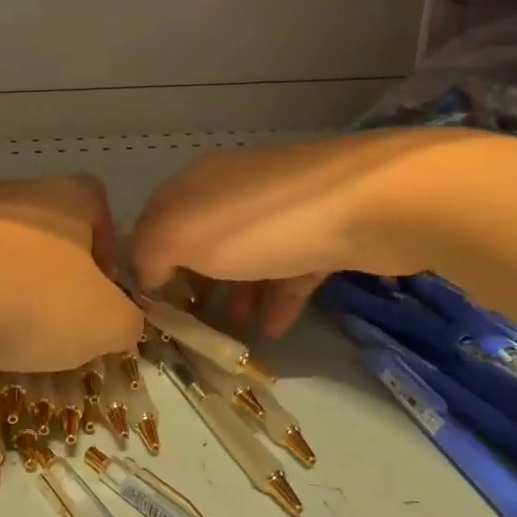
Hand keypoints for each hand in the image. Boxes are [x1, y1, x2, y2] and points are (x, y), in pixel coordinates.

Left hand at [0, 174, 142, 372]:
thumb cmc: (35, 301)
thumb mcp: (107, 323)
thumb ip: (127, 319)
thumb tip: (120, 320)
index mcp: (64, 196)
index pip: (96, 201)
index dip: (105, 243)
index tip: (99, 288)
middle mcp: (13, 191)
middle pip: (45, 224)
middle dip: (54, 268)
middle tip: (55, 315)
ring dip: (8, 279)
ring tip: (5, 329)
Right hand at [129, 130, 482, 336]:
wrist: (372, 203)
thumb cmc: (260, 223)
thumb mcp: (181, 236)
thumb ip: (149, 254)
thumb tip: (147, 273)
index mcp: (195, 184)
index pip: (154, 220)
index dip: (144, 261)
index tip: (148, 305)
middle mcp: (234, 188)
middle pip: (202, 239)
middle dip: (193, 280)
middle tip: (190, 324)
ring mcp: (282, 207)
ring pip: (247, 255)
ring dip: (237, 293)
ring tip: (234, 333)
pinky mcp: (326, 229)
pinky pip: (290, 267)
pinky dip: (278, 296)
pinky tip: (276, 329)